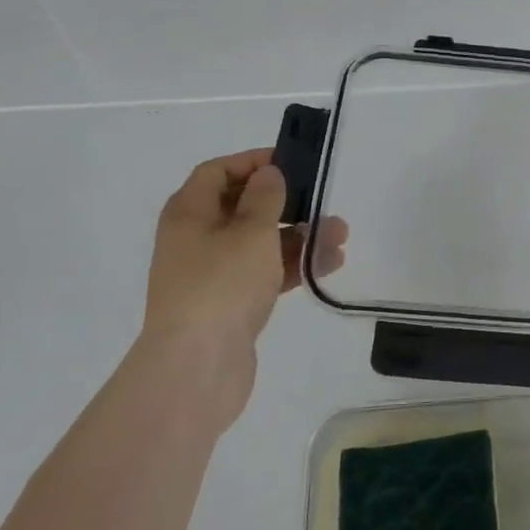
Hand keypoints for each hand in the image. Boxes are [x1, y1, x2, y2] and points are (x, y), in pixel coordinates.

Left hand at [141, 148, 346, 424]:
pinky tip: (328, 263)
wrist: (197, 368)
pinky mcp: (231, 304)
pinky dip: (293, 266)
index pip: (217, 172)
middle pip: (243, 207)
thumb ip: (265, 198)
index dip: (252, 162)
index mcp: (189, 214)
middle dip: (287, 203)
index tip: (291, 163)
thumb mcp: (250, 232)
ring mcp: (213, 275)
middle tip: (323, 201)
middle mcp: (196, 239)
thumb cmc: (221, 285)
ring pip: (260, 243)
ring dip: (299, 236)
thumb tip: (268, 174)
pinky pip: (265, 273)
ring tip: (340, 235)